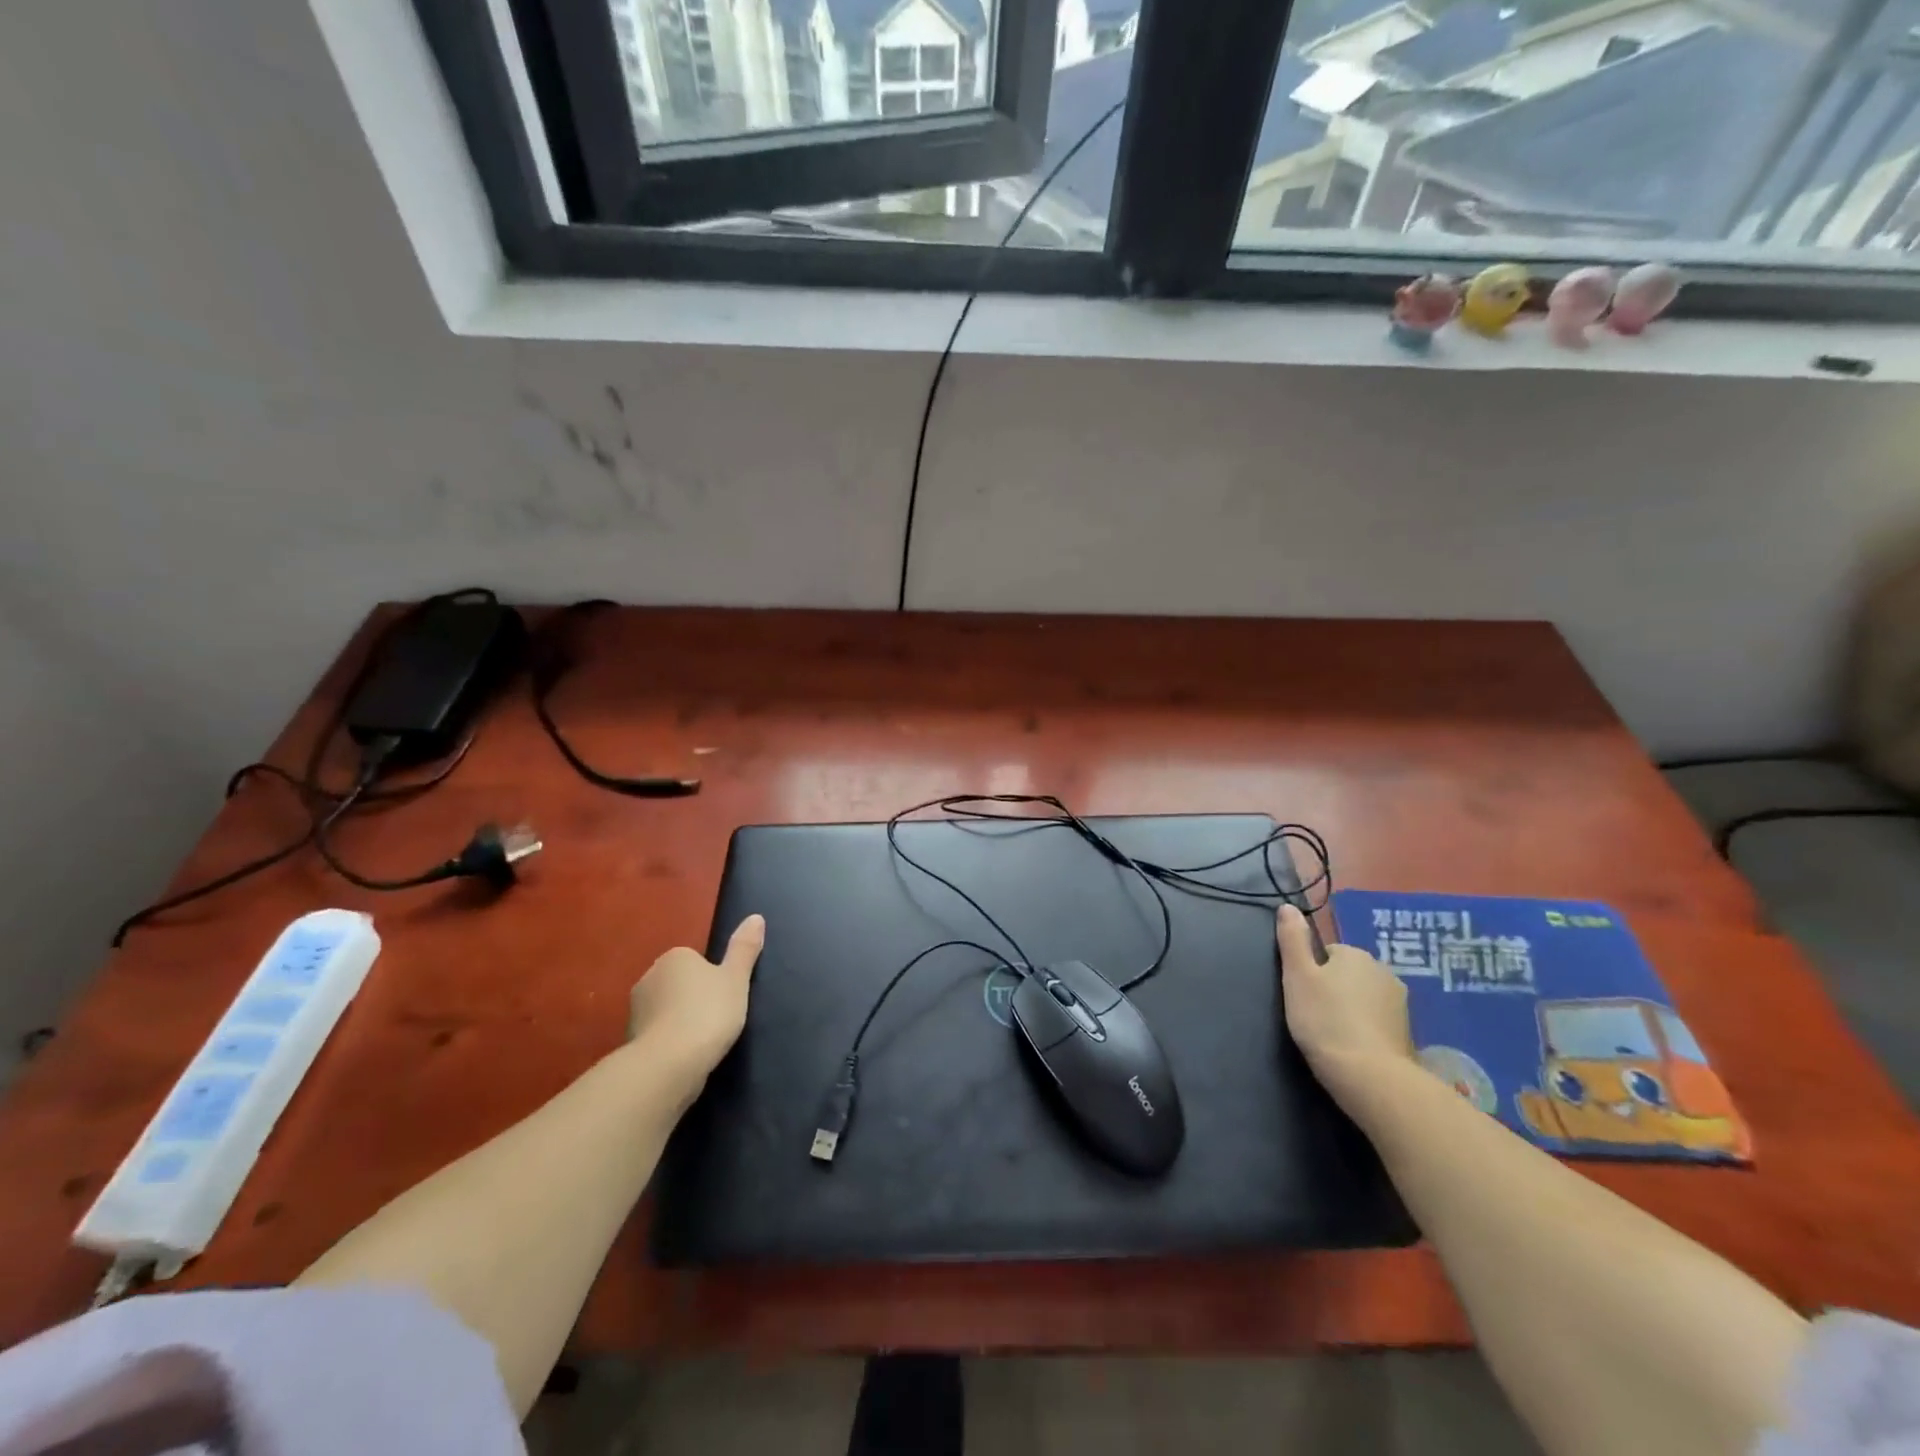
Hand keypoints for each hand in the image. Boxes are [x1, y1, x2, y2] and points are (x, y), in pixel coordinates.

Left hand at [627, 914, 764, 1079]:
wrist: (668, 1065)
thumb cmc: (707, 1013)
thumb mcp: (736, 979)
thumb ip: (744, 949)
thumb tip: (756, 917)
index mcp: (674, 957)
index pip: (695, 960)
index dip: (713, 978)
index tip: (725, 997)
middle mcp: (649, 978)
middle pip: (678, 984)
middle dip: (693, 998)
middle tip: (717, 1019)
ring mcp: (635, 1011)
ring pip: (665, 1010)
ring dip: (679, 1022)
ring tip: (702, 1042)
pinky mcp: (630, 1041)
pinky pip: (656, 1035)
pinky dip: (669, 1043)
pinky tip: (684, 1058)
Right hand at [1276, 904, 1415, 1112]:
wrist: (1370, 1076)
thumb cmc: (1325, 1020)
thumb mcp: (1297, 975)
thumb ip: (1292, 939)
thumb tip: (1288, 906)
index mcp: (1356, 954)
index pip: (1327, 953)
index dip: (1312, 973)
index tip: (1304, 996)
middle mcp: (1384, 971)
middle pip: (1349, 974)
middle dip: (1335, 989)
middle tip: (1316, 1015)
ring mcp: (1401, 1004)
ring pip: (1365, 997)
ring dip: (1352, 1009)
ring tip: (1334, 1035)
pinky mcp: (1408, 1033)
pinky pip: (1379, 1021)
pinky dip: (1367, 1029)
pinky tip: (1355, 1048)